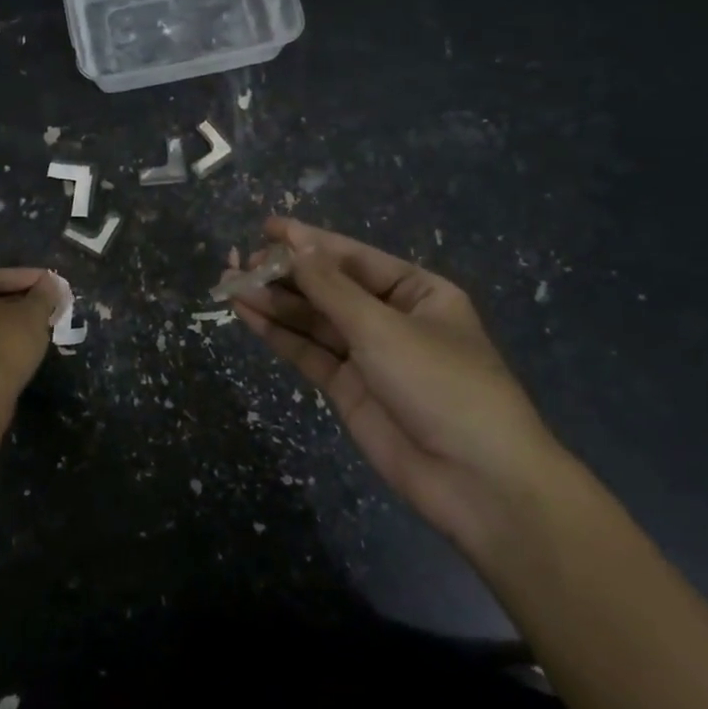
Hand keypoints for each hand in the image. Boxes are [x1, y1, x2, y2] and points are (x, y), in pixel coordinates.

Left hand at [0, 268, 60, 426]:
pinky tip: (18, 347)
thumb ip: (43, 293)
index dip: (35, 280)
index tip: (57, 286)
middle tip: (50, 306)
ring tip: (39, 327)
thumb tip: (50, 281)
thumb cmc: (3, 346)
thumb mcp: (32, 315)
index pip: (4, 276)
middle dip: (22, 301)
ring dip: (10, 322)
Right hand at [225, 218, 567, 545]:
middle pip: (329, 288)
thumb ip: (331, 288)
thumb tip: (295, 245)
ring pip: (314, 320)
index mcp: (418, 292)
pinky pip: (309, 352)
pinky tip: (247, 314)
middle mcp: (391, 318)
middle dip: (286, 274)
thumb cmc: (441, 385)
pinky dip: (279, 334)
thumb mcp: (384, 328)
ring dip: (275, 302)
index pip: (354, 258)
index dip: (310, 241)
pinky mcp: (348, 389)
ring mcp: (368, 355)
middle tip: (240, 262)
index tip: (267, 227)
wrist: (476, 481)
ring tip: (232, 284)